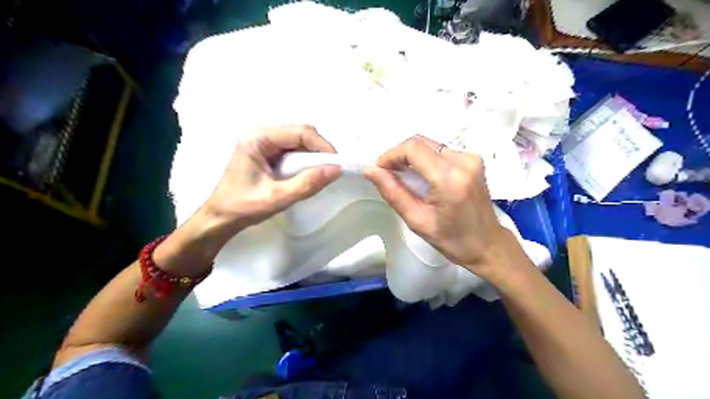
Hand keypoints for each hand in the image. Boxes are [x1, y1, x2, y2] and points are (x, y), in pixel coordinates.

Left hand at [196, 124, 340, 241]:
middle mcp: (261, 134)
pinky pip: (293, 150)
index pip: (300, 132)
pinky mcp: (266, 152)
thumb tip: (336, 170)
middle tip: (330, 170)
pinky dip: (304, 161)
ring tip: (320, 174)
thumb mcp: (277, 198)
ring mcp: (263, 142)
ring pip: (299, 141)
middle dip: (319, 150)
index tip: (336, 165)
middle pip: (300, 133)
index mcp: (258, 138)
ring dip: (313, 156)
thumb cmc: (243, 207)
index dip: (322, 146)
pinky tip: (306, 174)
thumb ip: (307, 184)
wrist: (220, 218)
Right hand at [362, 133, 519, 277]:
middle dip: (398, 154)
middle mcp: (463, 160)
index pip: (412, 149)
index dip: (390, 155)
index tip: (378, 170)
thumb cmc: (452, 240)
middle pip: (420, 142)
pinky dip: (424, 159)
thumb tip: (370, 170)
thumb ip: (393, 192)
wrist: (488, 244)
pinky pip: (440, 151)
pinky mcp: (473, 159)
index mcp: (450, 178)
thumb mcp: (417, 220)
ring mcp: (471, 157)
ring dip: (410, 156)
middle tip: (386, 173)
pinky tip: (420, 176)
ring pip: (429, 144)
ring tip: (401, 176)